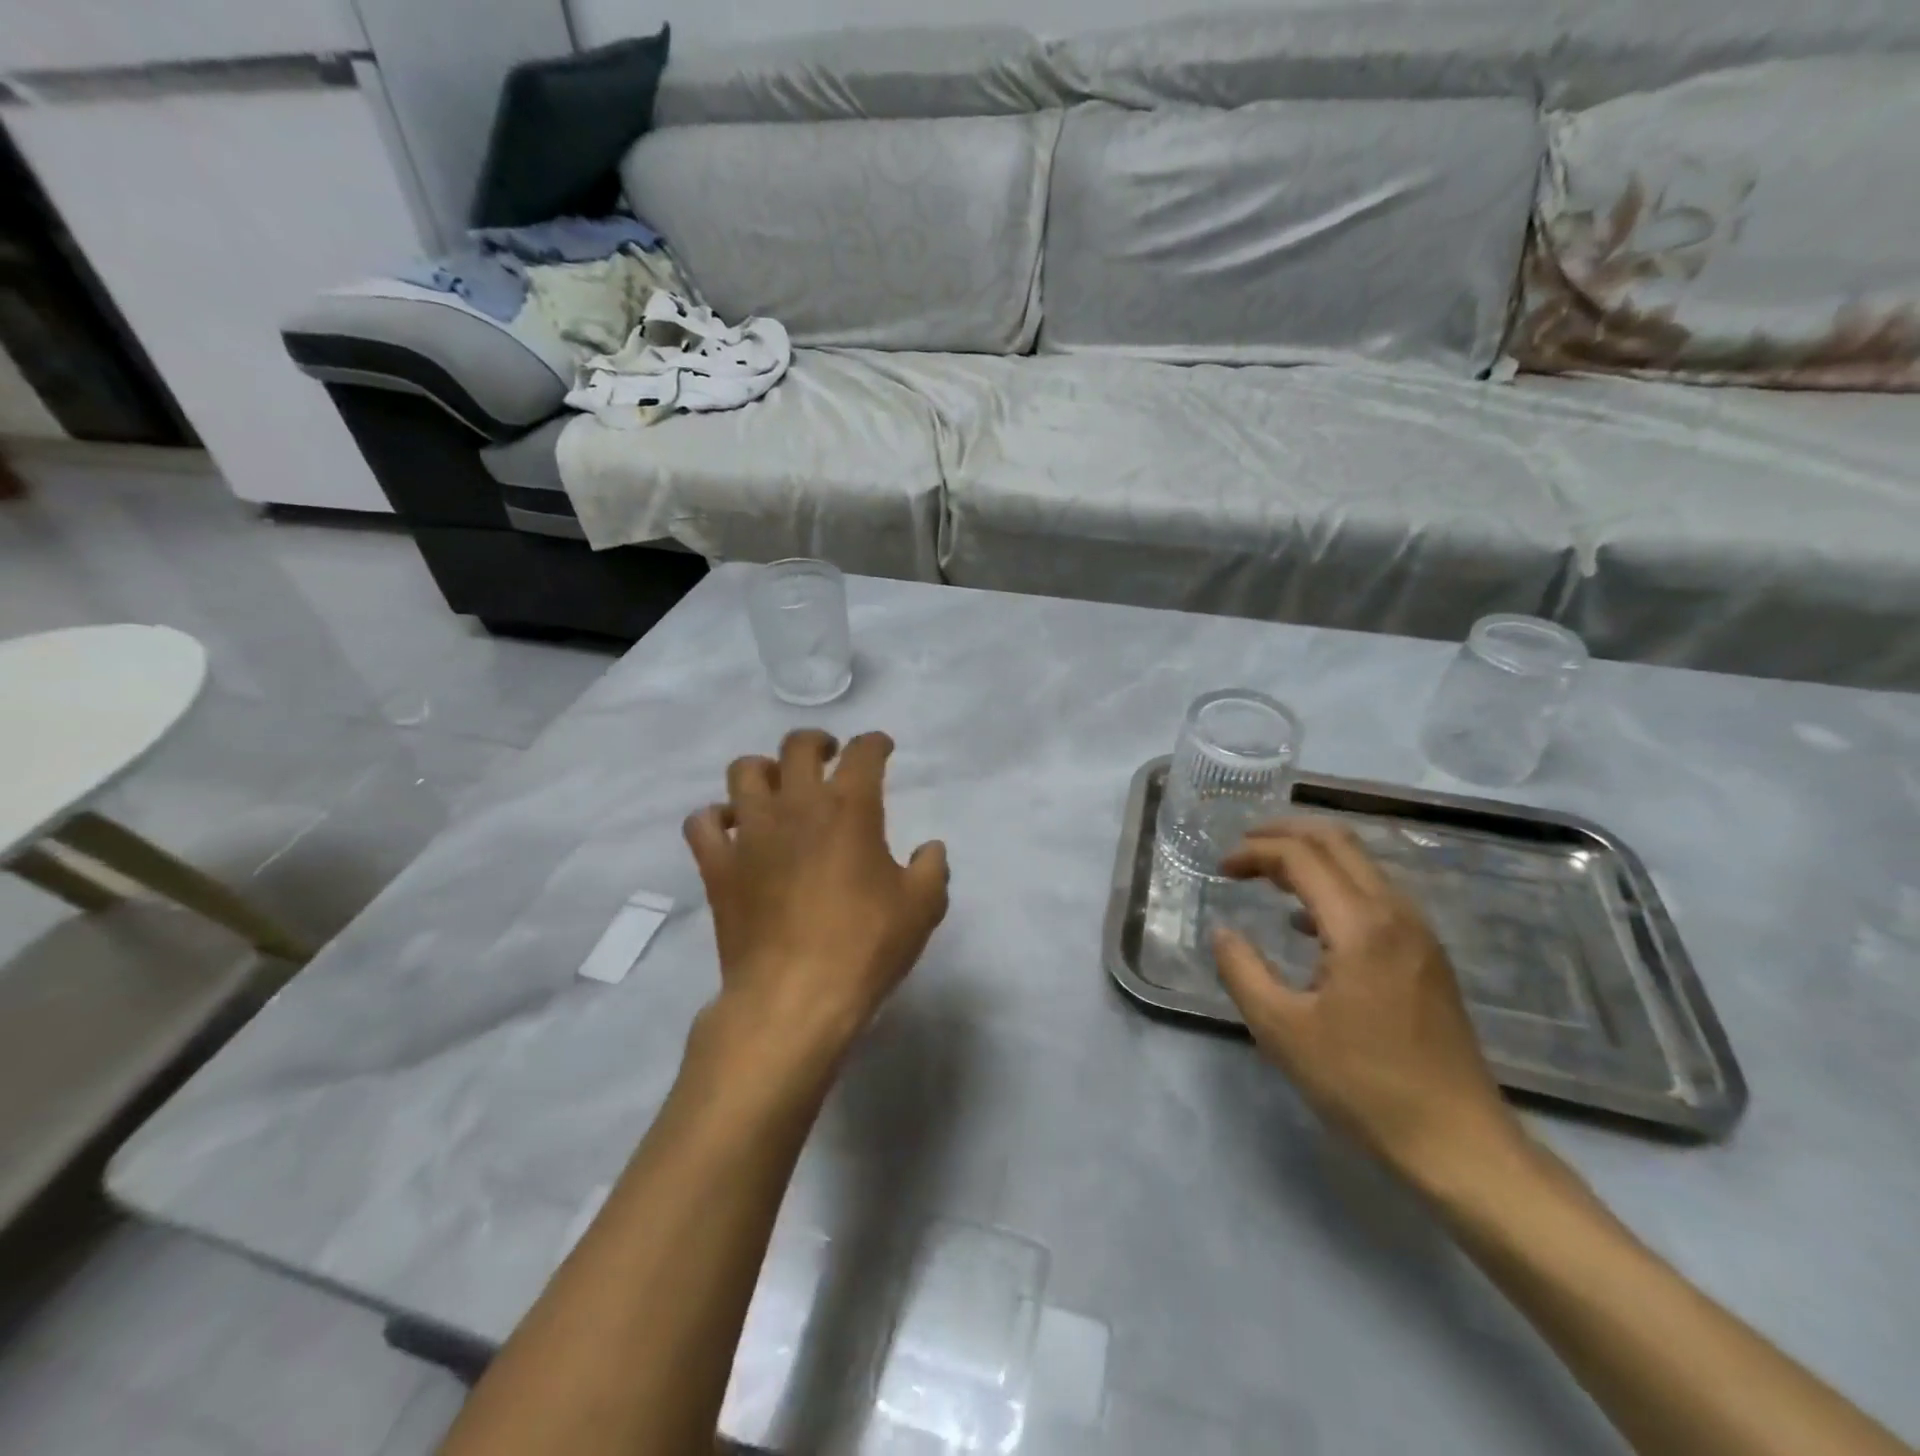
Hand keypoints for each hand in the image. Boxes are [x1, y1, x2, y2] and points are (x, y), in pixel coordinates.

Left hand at [684, 730, 948, 1056]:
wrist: (793, 998)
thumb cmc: (864, 947)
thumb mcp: (922, 908)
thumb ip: (932, 868)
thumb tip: (930, 848)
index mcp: (849, 808)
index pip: (863, 753)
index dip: (875, 743)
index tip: (882, 748)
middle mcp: (796, 806)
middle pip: (797, 746)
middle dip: (817, 742)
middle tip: (828, 757)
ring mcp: (750, 833)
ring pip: (744, 772)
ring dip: (764, 770)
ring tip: (778, 788)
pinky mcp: (718, 866)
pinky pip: (702, 823)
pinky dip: (716, 818)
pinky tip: (733, 829)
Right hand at [1211, 819, 1523, 1183]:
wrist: (1458, 1141)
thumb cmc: (1362, 1085)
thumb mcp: (1281, 1030)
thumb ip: (1241, 970)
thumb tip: (1222, 932)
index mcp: (1360, 926)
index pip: (1300, 857)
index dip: (1254, 852)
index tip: (1221, 868)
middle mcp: (1395, 913)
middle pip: (1337, 841)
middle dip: (1284, 833)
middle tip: (1242, 848)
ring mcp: (1418, 933)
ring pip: (1360, 864)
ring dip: (1310, 857)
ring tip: (1265, 876)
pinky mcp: (1426, 955)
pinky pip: (1374, 894)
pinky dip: (1333, 885)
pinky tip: (1306, 922)